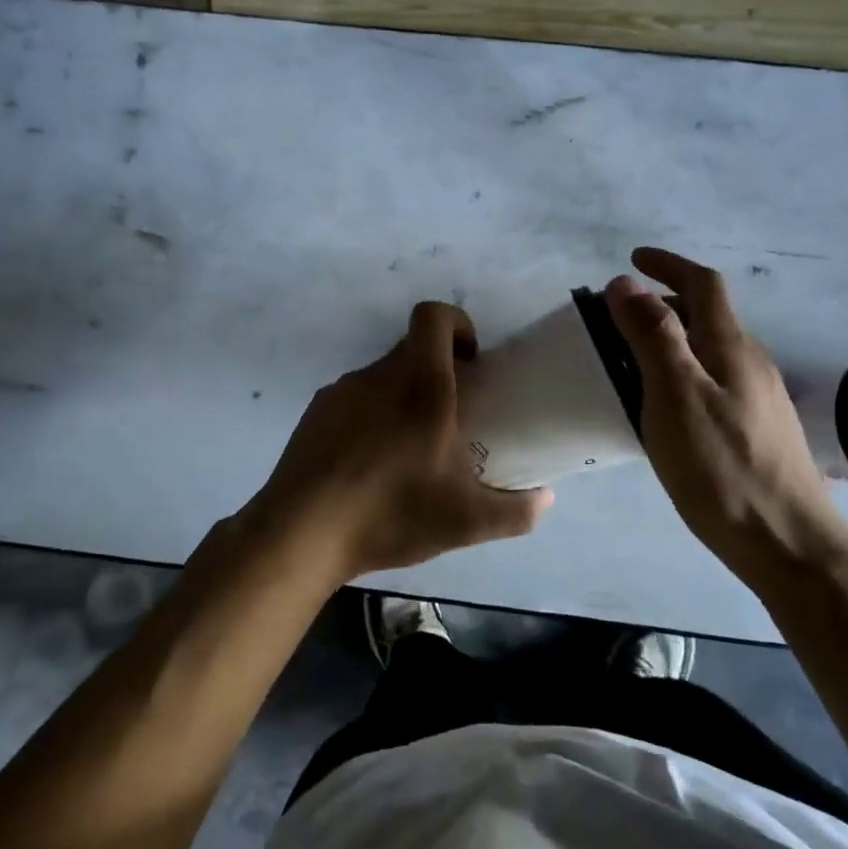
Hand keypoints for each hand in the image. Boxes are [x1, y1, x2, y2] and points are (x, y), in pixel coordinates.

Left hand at [248, 301, 553, 584]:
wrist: (301, 532)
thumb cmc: (391, 512)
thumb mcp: (465, 522)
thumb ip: (515, 511)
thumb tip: (546, 501)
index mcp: (419, 384)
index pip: (433, 316)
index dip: (456, 324)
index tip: (471, 361)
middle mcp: (378, 375)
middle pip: (411, 349)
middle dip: (437, 372)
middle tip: (452, 417)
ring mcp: (340, 391)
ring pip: (382, 379)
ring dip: (402, 399)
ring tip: (410, 452)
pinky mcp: (314, 413)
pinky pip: (353, 401)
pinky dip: (370, 419)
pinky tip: (370, 466)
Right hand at [606, 248, 847, 586]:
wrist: (788, 545)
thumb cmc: (723, 468)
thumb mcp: (675, 396)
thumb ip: (652, 336)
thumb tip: (627, 283)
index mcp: (731, 347)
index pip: (703, 284)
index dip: (668, 264)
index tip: (632, 259)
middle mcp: (751, 363)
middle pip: (708, 314)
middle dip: (664, 301)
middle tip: (618, 316)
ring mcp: (759, 398)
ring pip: (710, 349)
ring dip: (672, 336)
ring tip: (631, 356)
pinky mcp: (757, 430)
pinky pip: (713, 379)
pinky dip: (682, 369)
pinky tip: (664, 404)